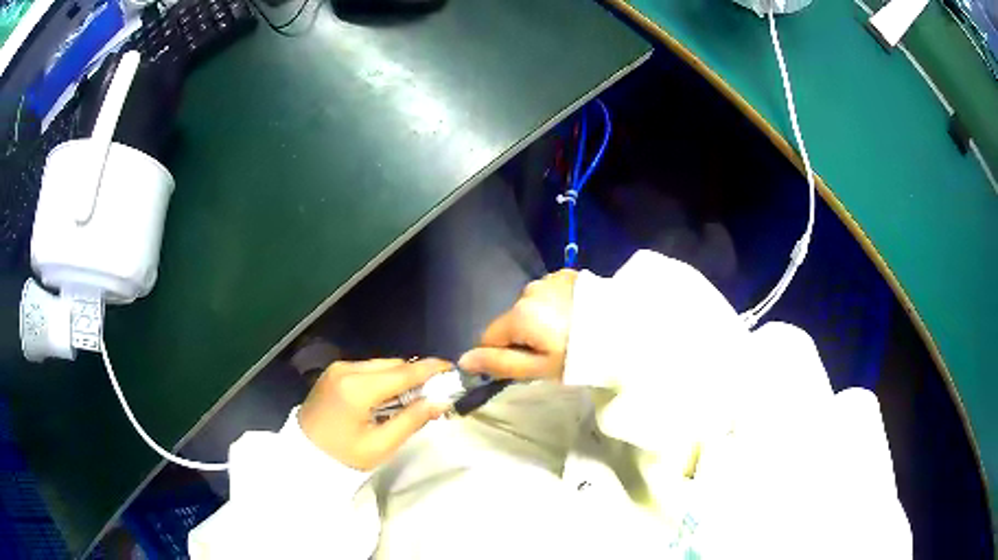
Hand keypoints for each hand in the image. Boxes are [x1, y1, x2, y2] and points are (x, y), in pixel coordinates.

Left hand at [298, 358, 451, 470]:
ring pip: (381, 365)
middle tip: (437, 391)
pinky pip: (367, 370)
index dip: (431, 369)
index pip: (403, 373)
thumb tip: (440, 401)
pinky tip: (390, 396)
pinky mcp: (333, 373)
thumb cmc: (342, 457)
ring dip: (401, 377)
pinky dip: (384, 379)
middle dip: (417, 375)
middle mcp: (347, 369)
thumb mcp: (381, 446)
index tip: (453, 369)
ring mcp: (337, 369)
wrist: (302, 456)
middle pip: (393, 365)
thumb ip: (412, 420)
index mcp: (357, 388)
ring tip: (416, 397)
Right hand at [459, 269, 577, 380]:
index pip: (489, 337)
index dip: (501, 354)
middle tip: (552, 353)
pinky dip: (556, 305)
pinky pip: (549, 293)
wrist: (625, 329)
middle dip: (523, 336)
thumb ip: (499, 363)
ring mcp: (549, 279)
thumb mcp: (538, 368)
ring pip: (531, 306)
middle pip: (512, 320)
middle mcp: (528, 291)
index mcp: (518, 315)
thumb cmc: (579, 356)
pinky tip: (576, 316)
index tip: (524, 365)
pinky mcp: (567, 275)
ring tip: (567, 334)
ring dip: (540, 319)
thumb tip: (463, 360)